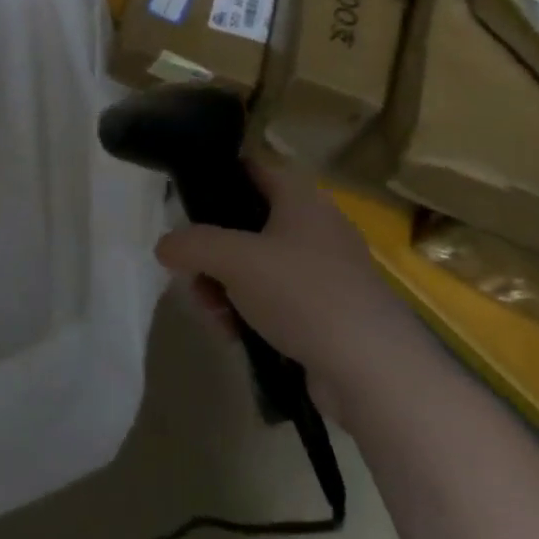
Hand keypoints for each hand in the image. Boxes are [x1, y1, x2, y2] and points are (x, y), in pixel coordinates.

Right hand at [156, 160, 421, 416]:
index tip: (183, 201)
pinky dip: (248, 312)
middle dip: (211, 252)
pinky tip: (234, 335)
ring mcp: (322, 272)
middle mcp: (313, 227)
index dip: (215, 176)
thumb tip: (165, 246)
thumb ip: (191, 244)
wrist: (374, 371)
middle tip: (192, 276)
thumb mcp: (234, 259)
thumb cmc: (303, 294)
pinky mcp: (325, 313)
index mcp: (299, 198)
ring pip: (254, 266)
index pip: (250, 168)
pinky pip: (273, 300)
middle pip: (244, 224)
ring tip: (214, 315)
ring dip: (223, 287)